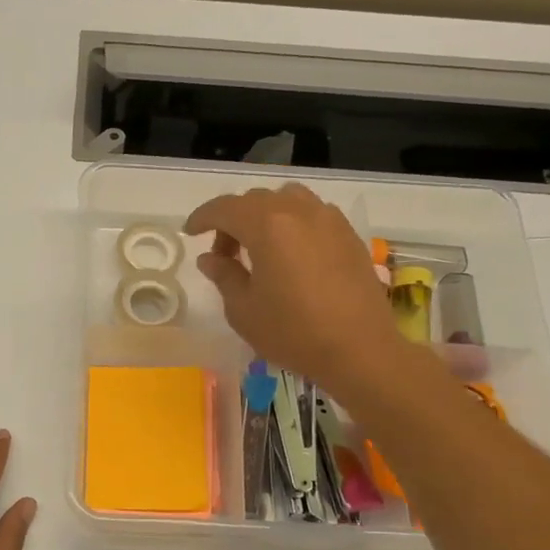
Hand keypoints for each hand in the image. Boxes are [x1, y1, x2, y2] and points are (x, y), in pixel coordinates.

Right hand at [185, 183, 398, 393]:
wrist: (359, 349)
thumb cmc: (293, 332)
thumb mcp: (244, 310)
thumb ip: (224, 275)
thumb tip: (210, 258)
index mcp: (267, 225)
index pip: (225, 208)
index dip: (203, 218)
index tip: (190, 234)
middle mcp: (299, 211)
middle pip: (255, 201)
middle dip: (232, 221)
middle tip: (224, 255)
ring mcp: (329, 220)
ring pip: (287, 200)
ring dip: (264, 216)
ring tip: (259, 249)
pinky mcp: (349, 235)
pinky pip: (312, 214)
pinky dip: (292, 224)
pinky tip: (291, 256)